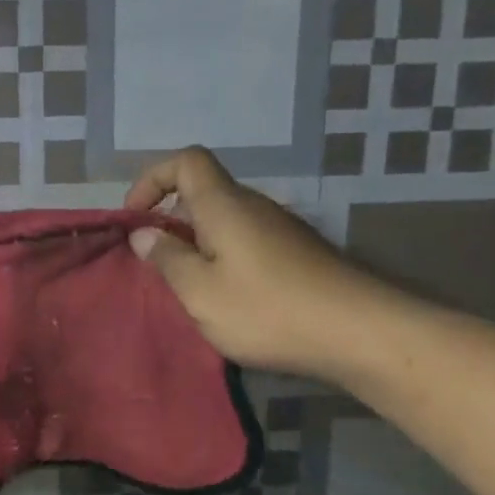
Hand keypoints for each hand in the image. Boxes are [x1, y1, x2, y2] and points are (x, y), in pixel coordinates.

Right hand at [124, 147, 395, 380]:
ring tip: (189, 289)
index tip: (135, 218)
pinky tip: (229, 300)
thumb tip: (144, 234)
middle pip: (203, 193)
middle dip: (170, 221)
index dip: (153, 179)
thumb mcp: (200, 291)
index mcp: (224, 205)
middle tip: (156, 265)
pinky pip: (246, 243)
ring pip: (224, 222)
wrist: (359, 333)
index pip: (186, 161)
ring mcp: (280, 229)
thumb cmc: (267, 309)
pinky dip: (224, 259)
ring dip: (197, 245)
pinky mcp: (297, 254)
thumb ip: (167, 259)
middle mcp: (253, 206)